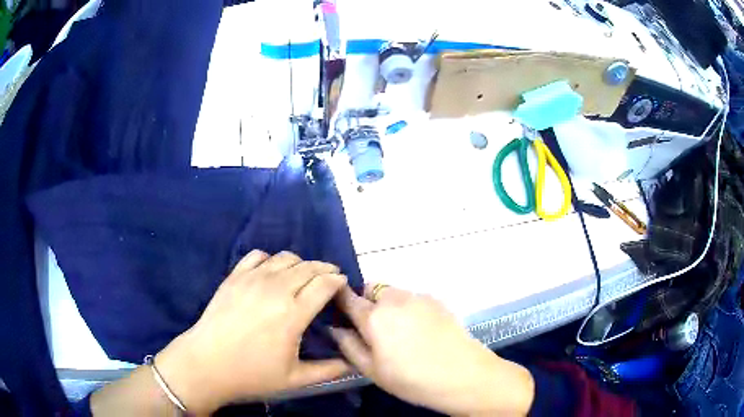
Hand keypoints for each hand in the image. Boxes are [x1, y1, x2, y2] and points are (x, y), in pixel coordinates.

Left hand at [154, 251, 350, 413]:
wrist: (207, 363)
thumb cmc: (252, 374)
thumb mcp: (295, 379)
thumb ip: (328, 370)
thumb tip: (352, 364)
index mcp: (293, 314)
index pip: (324, 284)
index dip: (338, 280)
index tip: (343, 283)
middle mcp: (276, 289)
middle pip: (308, 267)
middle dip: (325, 268)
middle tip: (330, 276)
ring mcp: (252, 279)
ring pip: (285, 258)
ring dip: (301, 263)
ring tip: (304, 275)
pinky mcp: (234, 277)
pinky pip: (258, 256)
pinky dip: (271, 260)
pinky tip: (272, 272)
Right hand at [331, 285, 534, 415]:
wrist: (463, 375)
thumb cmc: (412, 379)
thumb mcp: (372, 370)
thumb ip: (349, 346)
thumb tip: (336, 328)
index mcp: (374, 317)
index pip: (348, 297)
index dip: (340, 299)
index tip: (339, 309)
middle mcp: (395, 299)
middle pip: (372, 289)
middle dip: (367, 303)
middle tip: (374, 330)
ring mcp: (419, 297)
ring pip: (393, 293)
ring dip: (388, 305)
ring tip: (401, 332)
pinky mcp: (438, 301)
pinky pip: (413, 298)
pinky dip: (409, 308)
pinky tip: (421, 331)